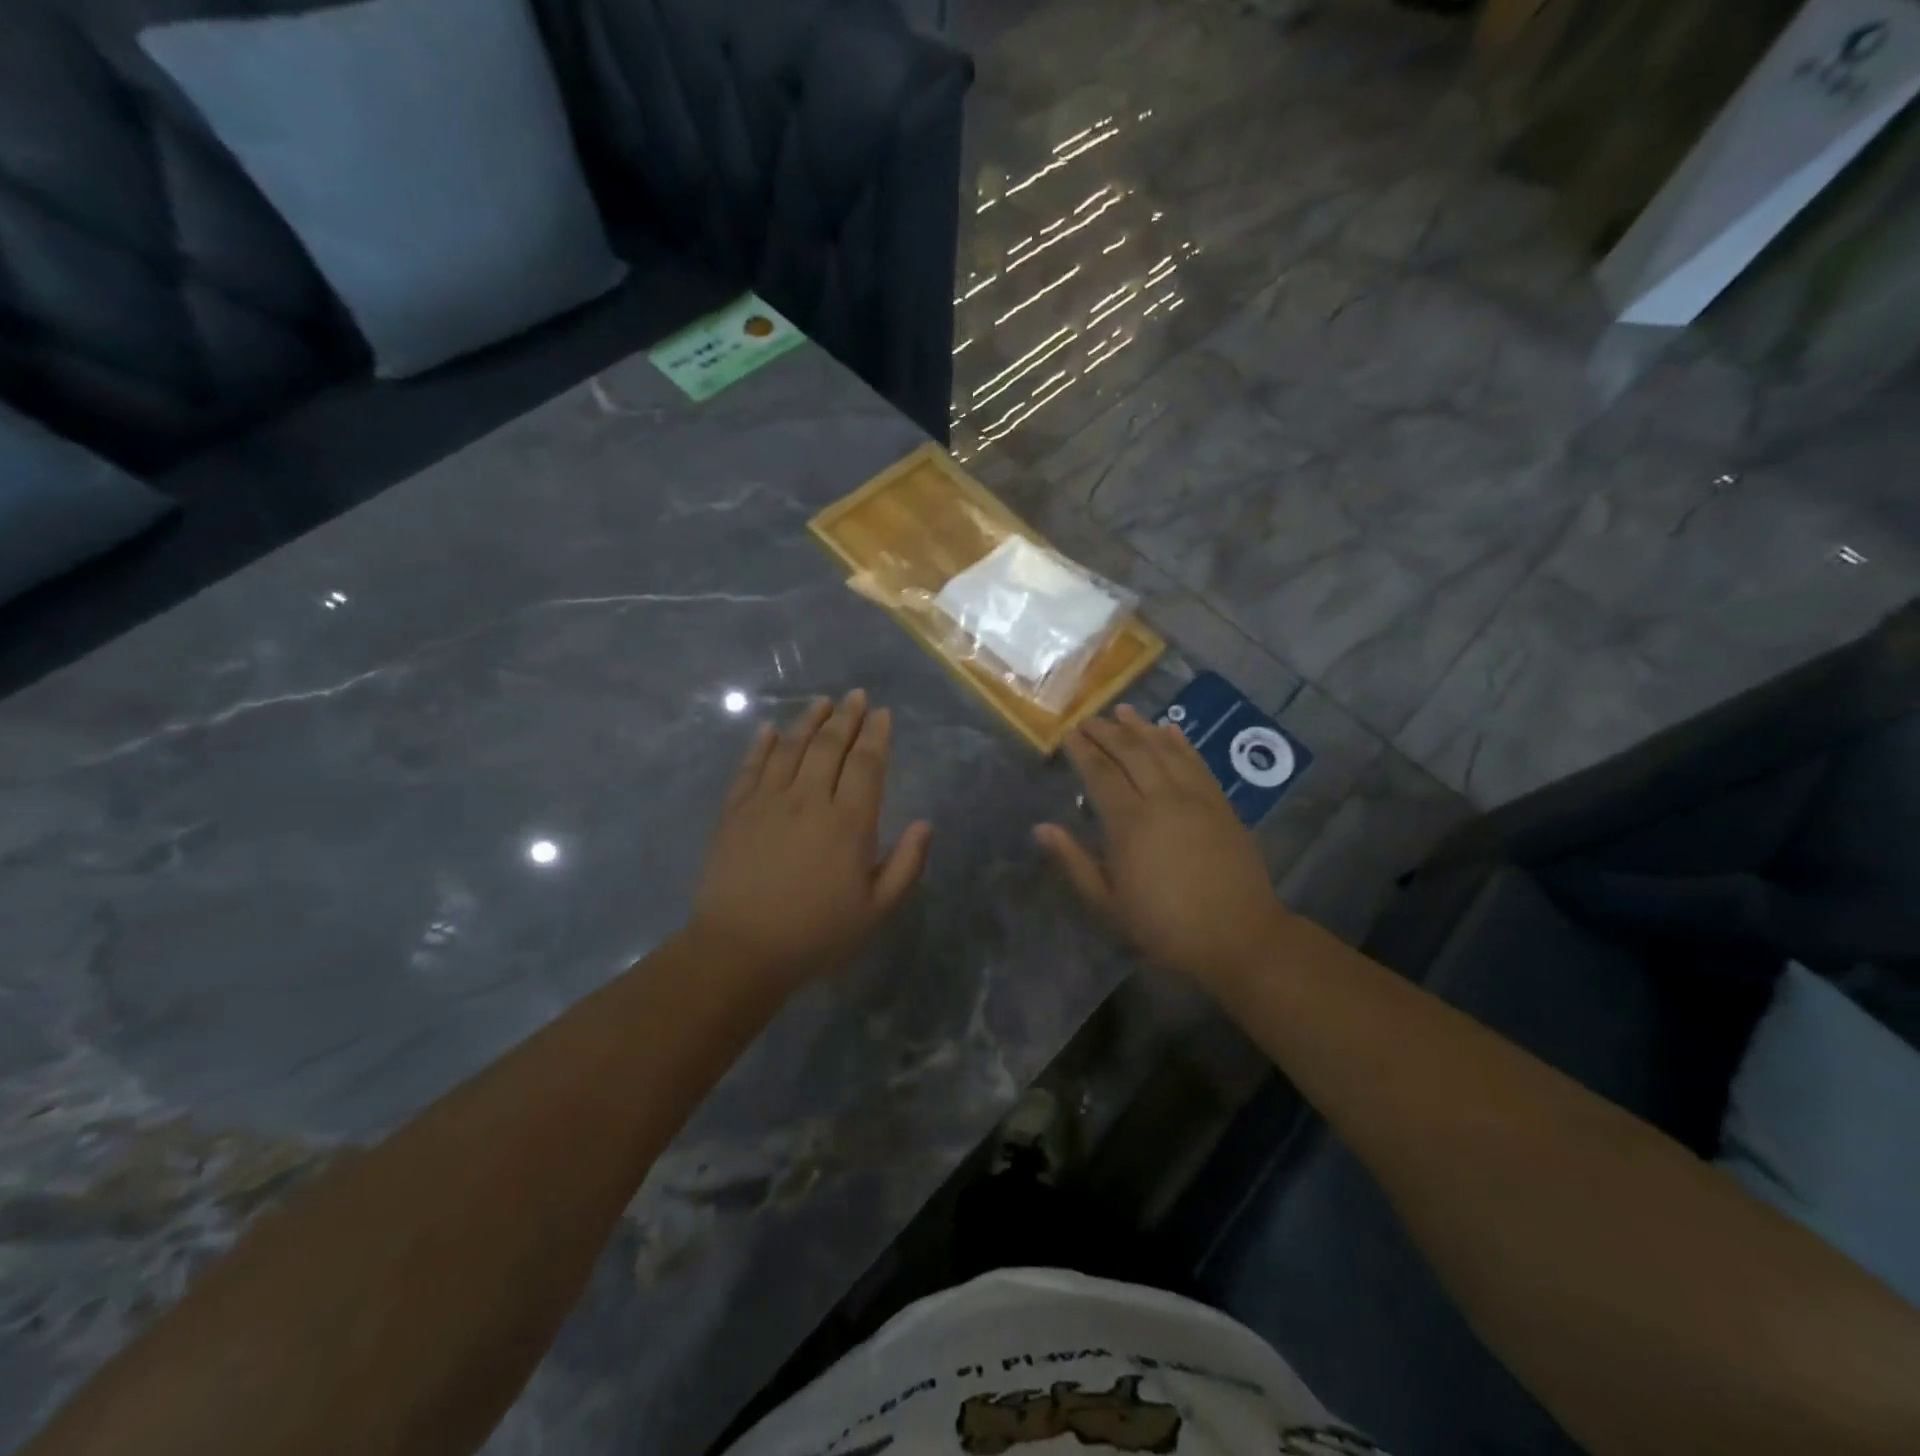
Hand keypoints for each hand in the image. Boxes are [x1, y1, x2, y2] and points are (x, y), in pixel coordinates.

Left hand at [690, 690, 930, 989]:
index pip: (867, 763)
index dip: (876, 734)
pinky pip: (750, 766)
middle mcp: (809, 799)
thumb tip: (924, 823)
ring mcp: (767, 800)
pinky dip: (761, 743)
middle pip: (830, 745)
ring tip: (822, 702)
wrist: (740, 950)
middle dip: (847, 716)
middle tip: (856, 696)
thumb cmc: (816, 934)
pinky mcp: (735, 810)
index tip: (882, 713)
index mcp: (849, 822)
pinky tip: (769, 729)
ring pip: (791, 746)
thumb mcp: (876, 909)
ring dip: (809, 720)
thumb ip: (906, 864)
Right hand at [1037, 704, 1284, 989]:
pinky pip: (1197, 763)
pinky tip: (1170, 730)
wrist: (1238, 937)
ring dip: (1141, 728)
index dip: (1083, 751)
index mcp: (1129, 823)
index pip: (1100, 774)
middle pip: (1131, 753)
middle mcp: (1162, 799)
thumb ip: (1074, 861)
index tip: (1070, 734)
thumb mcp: (1108, 903)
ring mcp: (1196, 798)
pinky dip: (1181, 743)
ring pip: (1164, 750)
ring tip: (1122, 711)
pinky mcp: (1221, 804)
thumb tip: (1041, 828)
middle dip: (1107, 733)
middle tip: (1089, 720)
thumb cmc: (1164, 926)